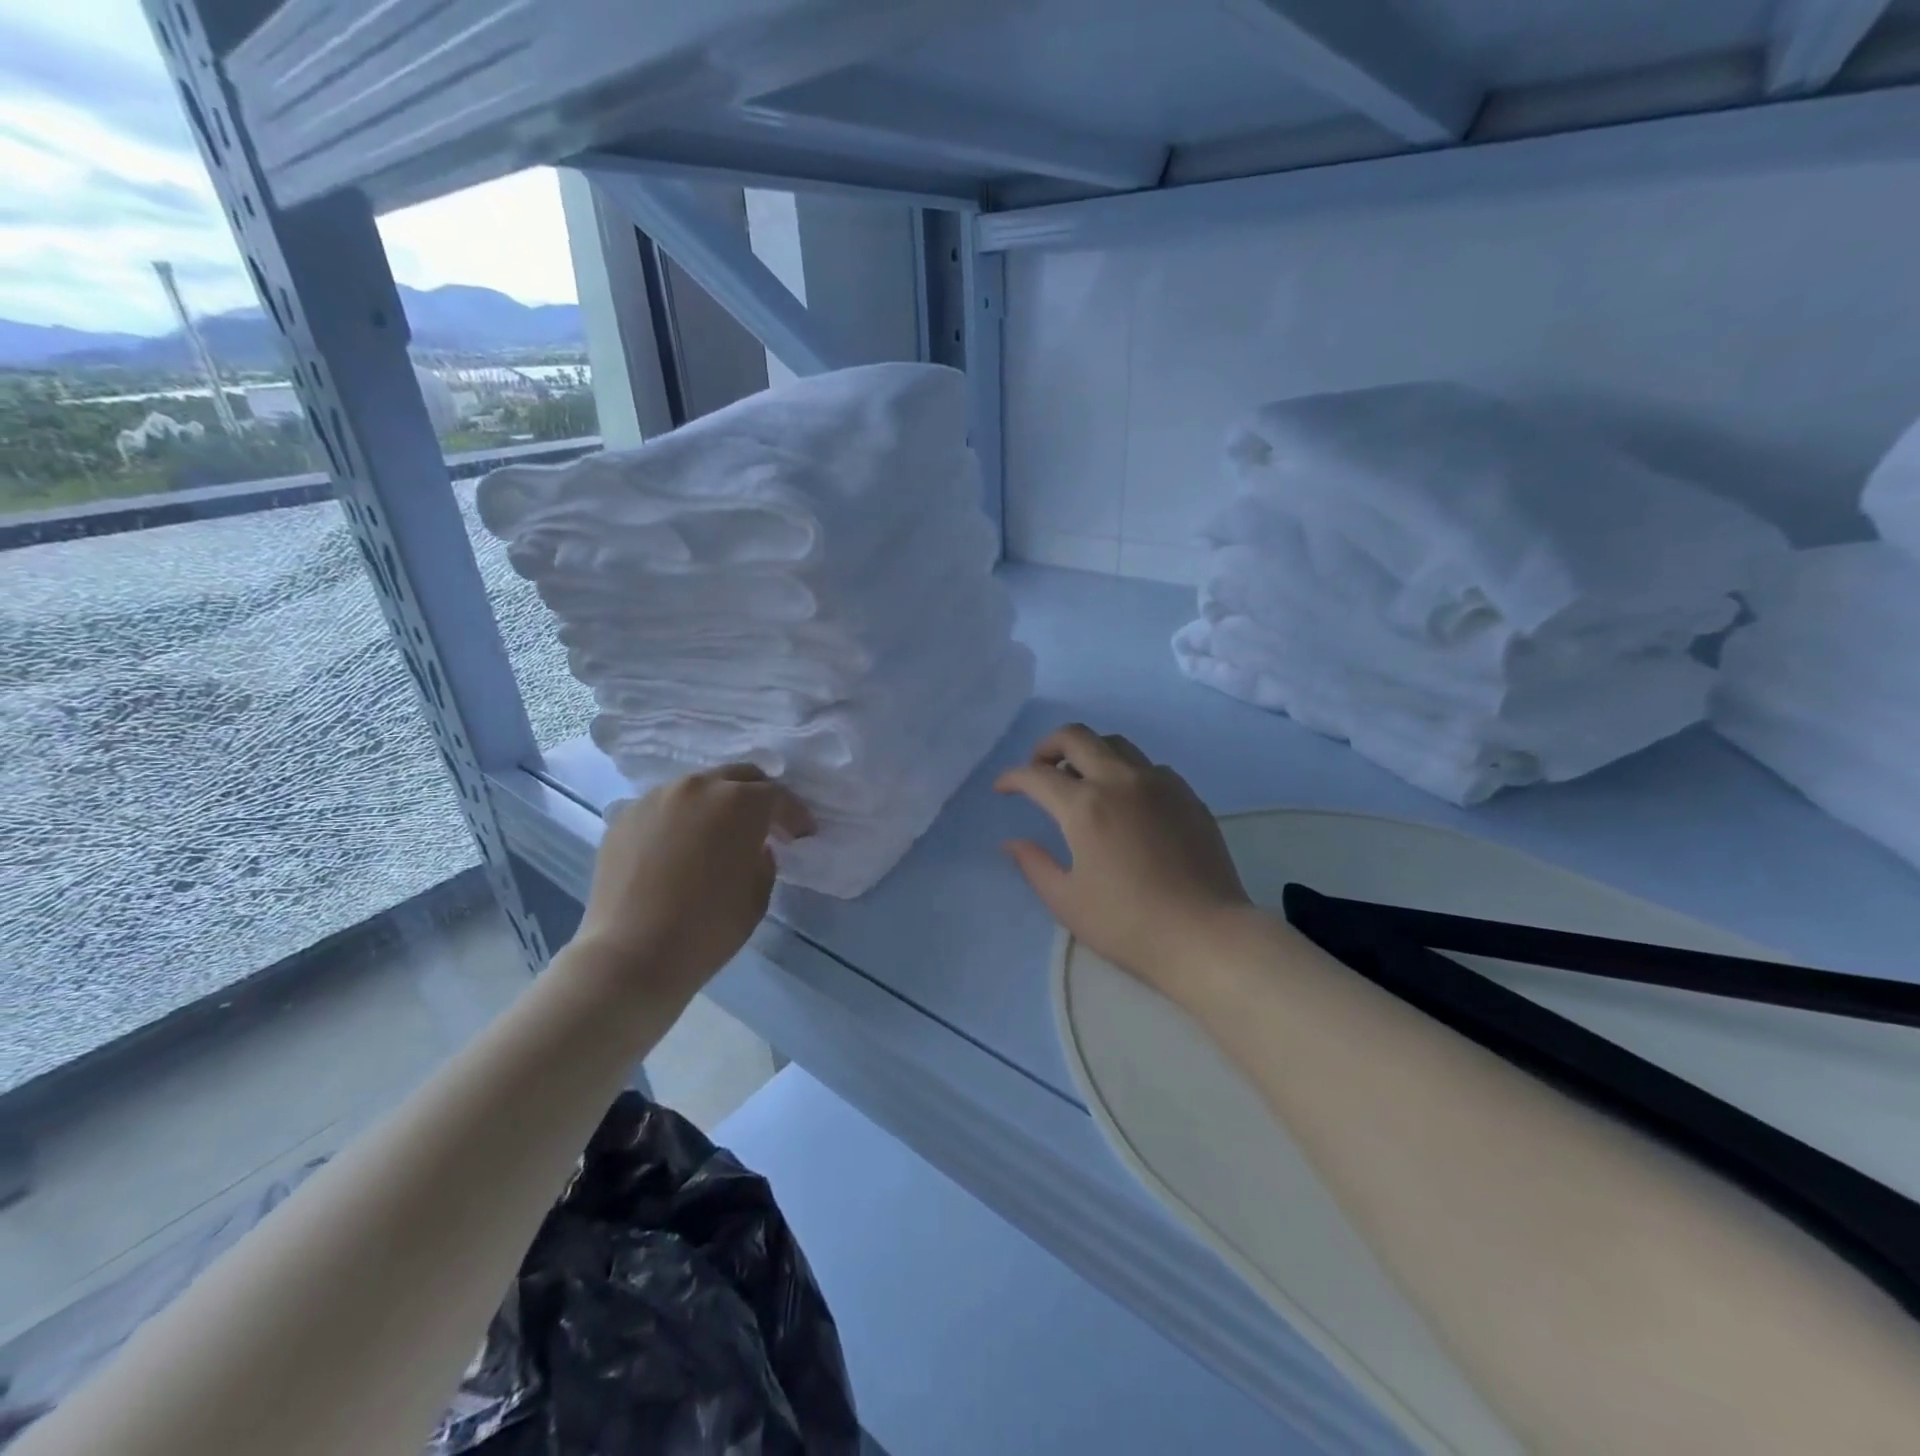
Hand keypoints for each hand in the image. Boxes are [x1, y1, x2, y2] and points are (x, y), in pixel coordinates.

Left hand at [577, 765, 814, 1001]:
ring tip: (719, 836)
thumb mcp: (758, 895)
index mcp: (739, 803)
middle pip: (738, 777)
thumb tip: (754, 849)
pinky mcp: (625, 817)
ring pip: (697, 789)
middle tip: (766, 825)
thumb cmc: (708, 928)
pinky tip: (680, 851)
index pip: (777, 796)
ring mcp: (656, 798)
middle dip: (757, 797)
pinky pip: (665, 809)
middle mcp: (697, 787)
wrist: (630, 956)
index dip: (795, 815)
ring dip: (716, 806)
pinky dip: (681, 821)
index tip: (803, 834)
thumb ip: (764, 860)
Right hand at [995, 724, 1254, 995]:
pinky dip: (1124, 771)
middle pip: (1076, 736)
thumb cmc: (1127, 924)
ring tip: (1080, 781)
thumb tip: (1012, 842)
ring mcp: (1159, 783)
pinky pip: (1148, 766)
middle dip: (1047, 745)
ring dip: (1088, 753)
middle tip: (1039, 770)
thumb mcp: (1067, 901)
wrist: (1205, 935)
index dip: (1012, 778)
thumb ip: (1033, 864)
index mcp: (1086, 806)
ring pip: (1115, 743)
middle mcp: (1121, 781)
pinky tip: (1125, 801)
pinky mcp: (1187, 795)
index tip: (1002, 788)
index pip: (1037, 776)